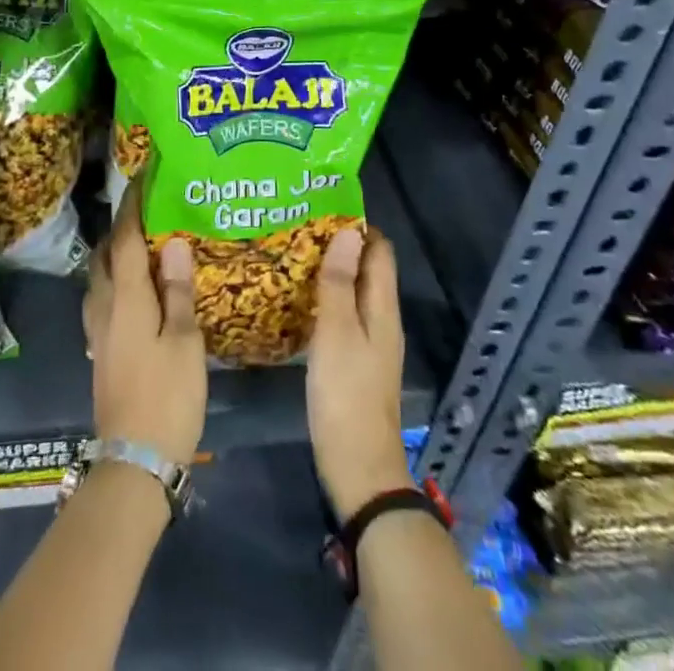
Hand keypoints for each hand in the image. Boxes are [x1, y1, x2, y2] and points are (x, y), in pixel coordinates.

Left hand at [82, 184, 206, 464]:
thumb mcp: (184, 341)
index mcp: (126, 297)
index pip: (125, 238)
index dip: (133, 205)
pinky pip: (102, 298)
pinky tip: (136, 291)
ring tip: (144, 245)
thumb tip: (172, 241)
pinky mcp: (100, 349)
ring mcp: (97, 330)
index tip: (142, 176)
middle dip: (121, 227)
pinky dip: (116, 280)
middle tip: (148, 212)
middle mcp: (104, 305)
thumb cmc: (167, 396)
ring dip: (116, 253)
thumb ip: (177, 290)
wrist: (134, 460)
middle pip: (106, 254)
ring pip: (100, 276)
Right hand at [307, 226, 415, 520]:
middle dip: (338, 245)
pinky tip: (296, 299)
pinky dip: (324, 299)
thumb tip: (348, 232)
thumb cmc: (346, 394)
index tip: (322, 206)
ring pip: (352, 292)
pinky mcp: (354, 362)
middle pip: (365, 269)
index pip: (379, 251)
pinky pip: (342, 315)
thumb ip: (339, 282)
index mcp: (382, 308)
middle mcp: (381, 319)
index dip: (357, 226)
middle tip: (297, 226)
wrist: (358, 467)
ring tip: (290, 253)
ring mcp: (369, 343)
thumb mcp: (337, 332)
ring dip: (329, 271)